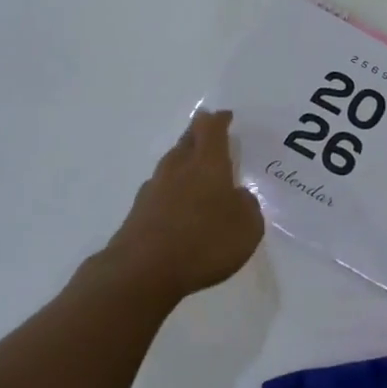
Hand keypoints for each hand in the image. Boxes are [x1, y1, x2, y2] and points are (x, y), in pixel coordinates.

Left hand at [100, 110, 263, 304]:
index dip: (219, 120)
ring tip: (194, 168)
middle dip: (198, 133)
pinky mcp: (138, 212)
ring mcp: (154, 189)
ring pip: (171, 164)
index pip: (212, 128)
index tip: (225, 116)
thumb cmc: (204, 242)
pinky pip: (160, 191)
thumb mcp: (247, 226)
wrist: (142, 271)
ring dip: (183, 161)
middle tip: (208, 132)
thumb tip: (238, 196)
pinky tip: (176, 204)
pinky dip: (171, 190)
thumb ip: (247, 206)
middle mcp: (178, 168)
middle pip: (187, 140)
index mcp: (207, 163)